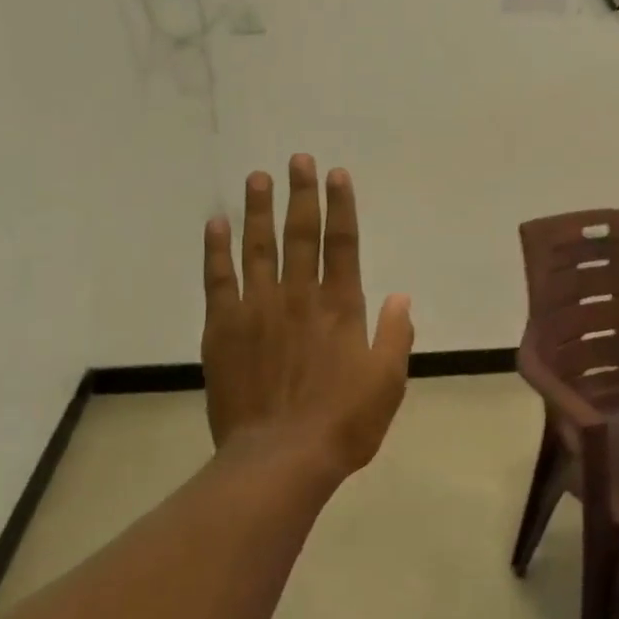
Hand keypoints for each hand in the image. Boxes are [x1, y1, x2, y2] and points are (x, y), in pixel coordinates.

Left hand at [201, 156, 413, 478]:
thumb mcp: (388, 382)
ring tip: (257, 177)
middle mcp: (299, 296)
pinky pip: (218, 279)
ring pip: (258, 247)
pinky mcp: (223, 329)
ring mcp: (257, 309)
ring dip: (259, 210)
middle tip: (297, 159)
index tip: (337, 174)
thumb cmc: (343, 423)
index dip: (341, 206)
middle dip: (301, 194)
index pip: (343, 243)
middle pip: (300, 234)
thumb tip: (401, 296)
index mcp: (340, 306)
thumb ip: (396, 335)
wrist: (280, 459)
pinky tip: (216, 224)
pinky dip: (216, 250)